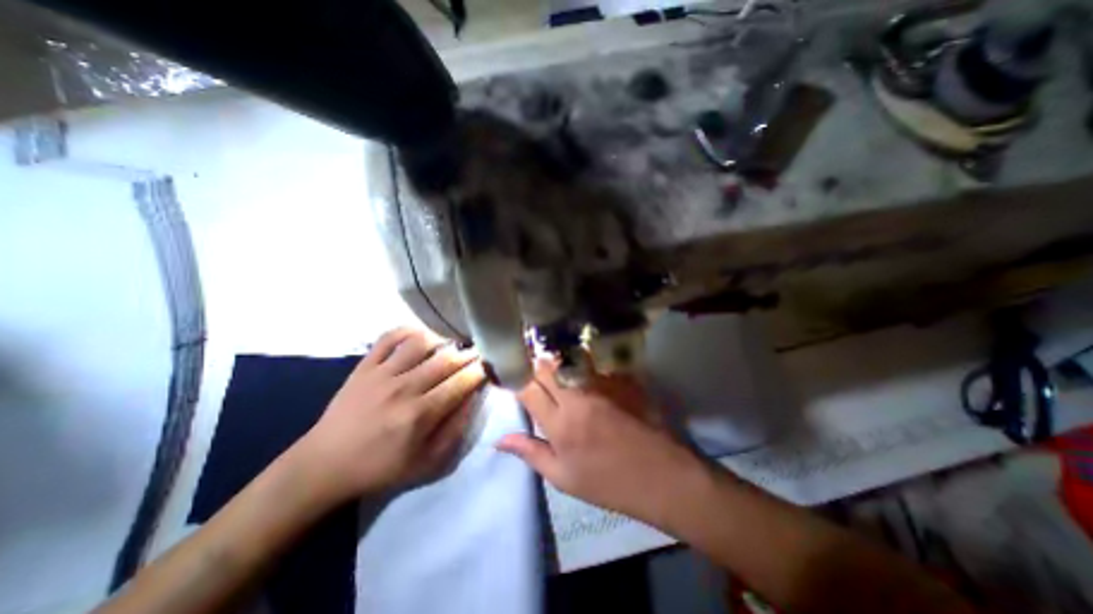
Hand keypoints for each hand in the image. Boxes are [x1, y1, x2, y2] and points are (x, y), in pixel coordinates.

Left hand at [289, 330, 480, 505]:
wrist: (324, 465)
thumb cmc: (381, 467)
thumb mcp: (427, 462)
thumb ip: (456, 429)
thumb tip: (473, 398)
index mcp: (421, 414)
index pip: (461, 382)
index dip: (480, 370)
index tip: (490, 366)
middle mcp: (404, 388)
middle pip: (446, 360)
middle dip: (469, 354)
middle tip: (477, 354)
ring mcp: (382, 374)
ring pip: (421, 343)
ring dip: (442, 341)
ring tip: (450, 347)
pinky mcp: (364, 366)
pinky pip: (389, 338)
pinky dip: (408, 331)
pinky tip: (420, 336)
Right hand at [498, 359, 705, 526]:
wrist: (660, 475)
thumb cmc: (608, 483)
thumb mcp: (563, 478)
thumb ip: (530, 453)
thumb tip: (498, 440)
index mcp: (560, 423)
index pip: (527, 388)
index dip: (515, 380)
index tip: (511, 379)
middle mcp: (578, 396)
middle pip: (547, 367)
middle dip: (534, 365)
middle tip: (531, 372)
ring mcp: (601, 384)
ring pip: (568, 359)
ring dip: (556, 360)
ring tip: (553, 366)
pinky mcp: (618, 379)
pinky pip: (593, 363)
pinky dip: (581, 363)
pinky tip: (582, 369)